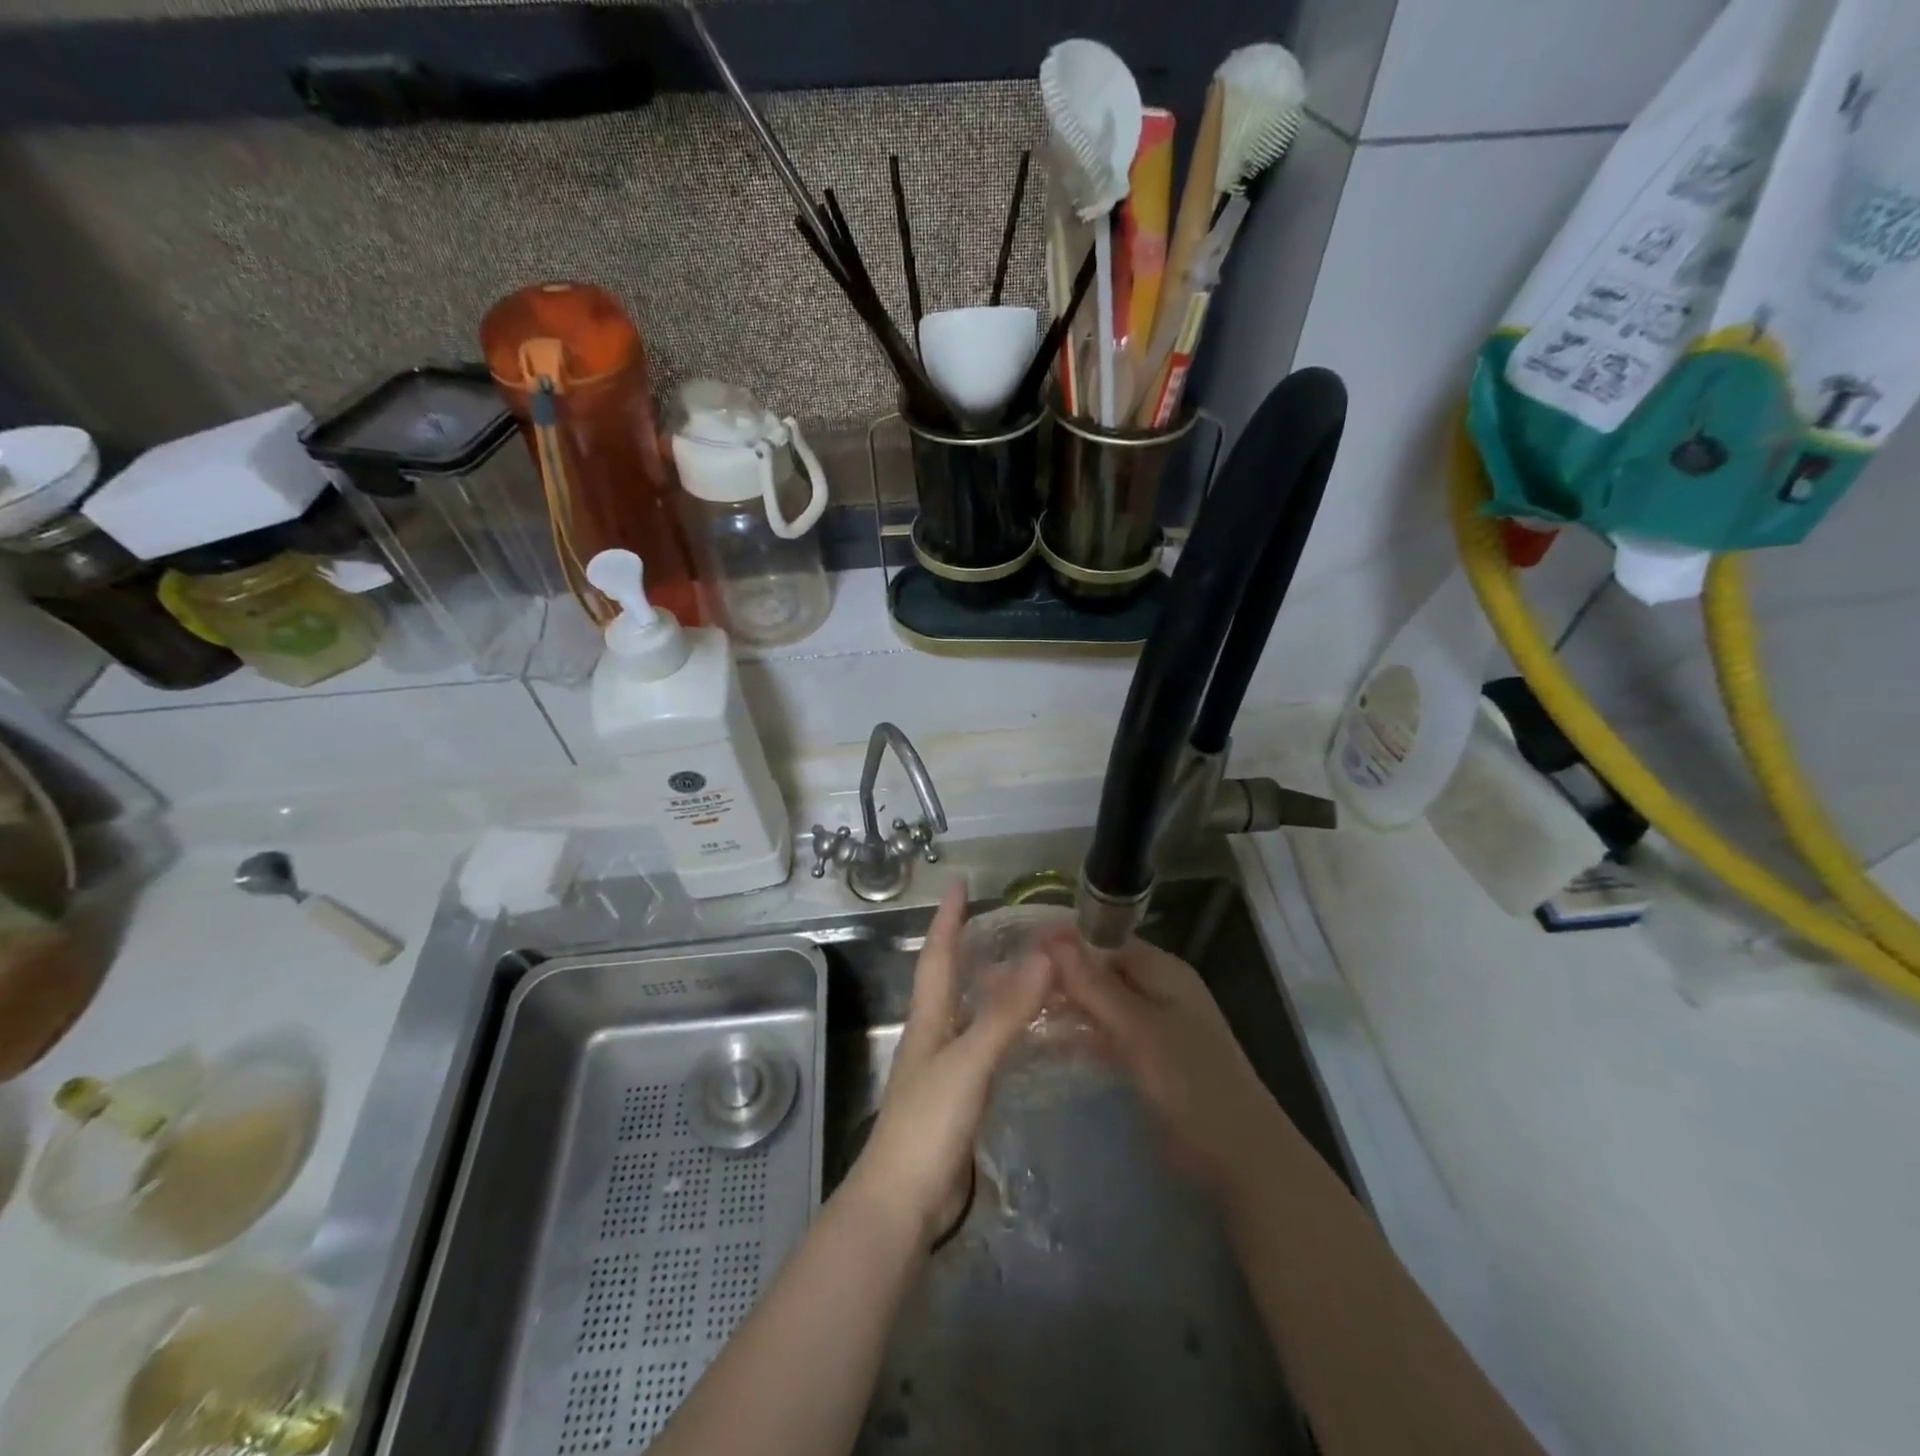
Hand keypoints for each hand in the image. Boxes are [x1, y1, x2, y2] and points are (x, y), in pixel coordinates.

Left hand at [845, 884, 1053, 1244]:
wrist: (903, 1202)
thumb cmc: (928, 1123)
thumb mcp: (969, 1061)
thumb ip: (1005, 1012)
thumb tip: (1042, 957)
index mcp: (928, 1018)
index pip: (937, 955)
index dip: (948, 918)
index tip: (959, 884)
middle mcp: (932, 1035)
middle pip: (948, 979)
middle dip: (967, 946)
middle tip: (1001, 922)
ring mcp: (943, 1068)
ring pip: (967, 1012)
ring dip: (988, 985)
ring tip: (1021, 967)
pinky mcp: (958, 1099)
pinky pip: (982, 1046)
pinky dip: (1001, 1028)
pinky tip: (1022, 1033)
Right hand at [1046, 929, 1282, 1201]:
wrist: (1240, 1157)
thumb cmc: (1189, 1082)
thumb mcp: (1136, 1028)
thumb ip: (1094, 984)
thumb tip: (1052, 938)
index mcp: (1163, 970)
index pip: (1105, 940)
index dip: (1065, 941)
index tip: (1020, 948)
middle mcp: (1158, 989)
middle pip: (1101, 970)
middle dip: (1061, 975)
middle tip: (1009, 982)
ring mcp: (1154, 1026)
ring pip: (1101, 1004)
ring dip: (1067, 1005)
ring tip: (1019, 1010)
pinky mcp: (1148, 1058)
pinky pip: (1106, 1034)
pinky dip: (1081, 1035)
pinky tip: (1046, 1042)